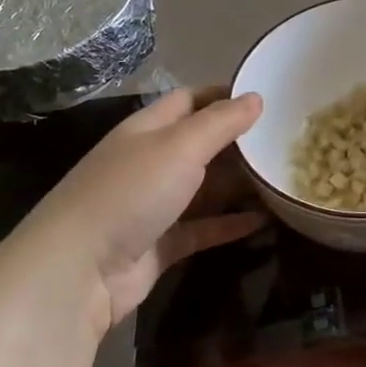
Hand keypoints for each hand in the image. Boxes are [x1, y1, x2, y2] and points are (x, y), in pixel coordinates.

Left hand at [0, 87, 265, 335]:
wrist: (78, 271)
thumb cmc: (130, 193)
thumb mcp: (180, 146)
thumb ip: (221, 122)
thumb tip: (256, 97)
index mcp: (148, 130)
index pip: (190, 100)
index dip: (225, 95)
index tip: (268, 96)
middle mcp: (150, 162)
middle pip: (202, 145)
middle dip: (240, 142)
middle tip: (287, 142)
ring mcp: (154, 205)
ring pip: (206, 188)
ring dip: (240, 184)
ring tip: (284, 179)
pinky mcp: (161, 244)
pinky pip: (204, 227)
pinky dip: (231, 223)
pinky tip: (265, 220)